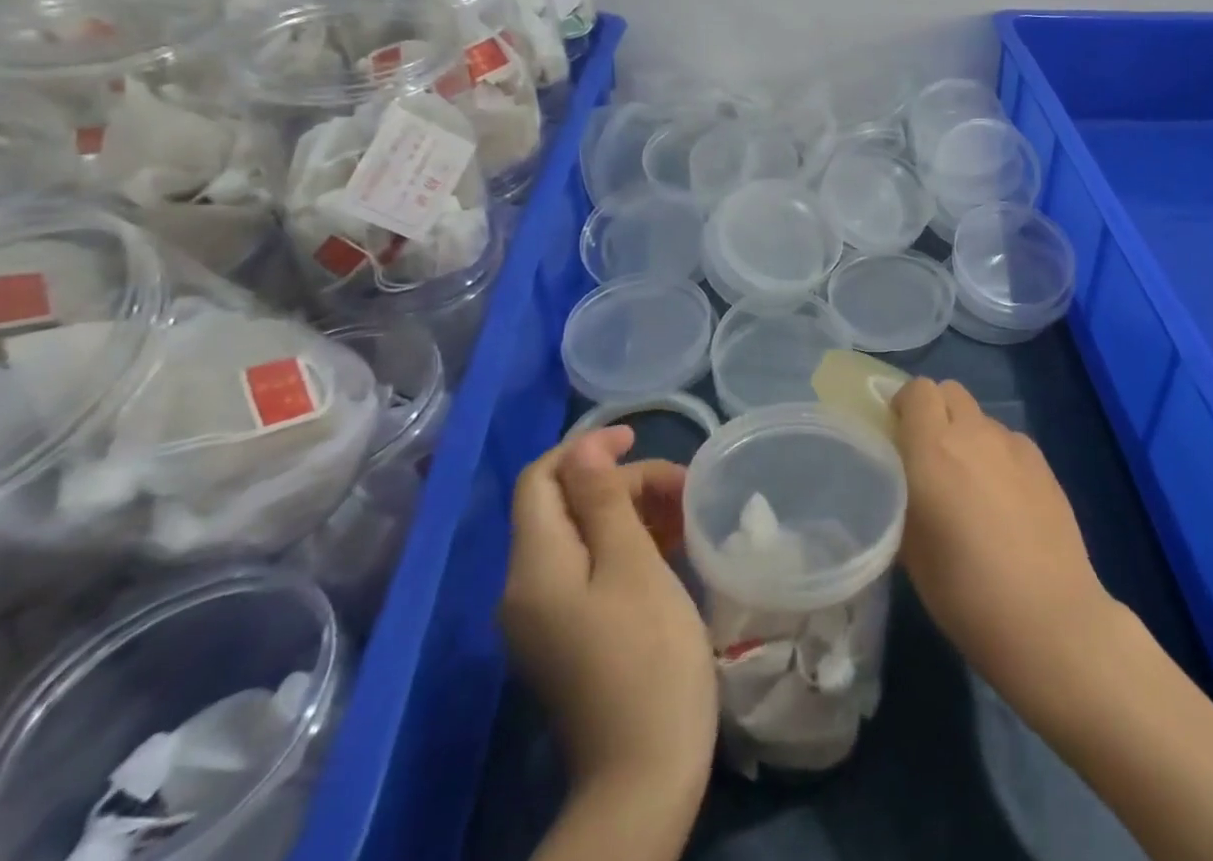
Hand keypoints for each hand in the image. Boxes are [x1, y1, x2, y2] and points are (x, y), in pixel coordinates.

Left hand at [501, 427, 716, 803]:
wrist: (644, 775)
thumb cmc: (647, 655)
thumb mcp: (631, 565)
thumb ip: (603, 501)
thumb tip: (583, 449)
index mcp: (534, 567)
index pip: (540, 480)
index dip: (585, 449)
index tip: (638, 437)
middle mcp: (526, 588)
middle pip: (565, 506)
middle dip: (621, 484)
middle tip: (682, 487)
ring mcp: (546, 617)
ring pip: (583, 536)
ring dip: (630, 512)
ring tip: (685, 513)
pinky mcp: (570, 636)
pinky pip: (591, 569)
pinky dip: (627, 547)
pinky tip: (671, 547)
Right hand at [890, 378, 1123, 710]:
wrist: (1049, 619)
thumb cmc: (966, 593)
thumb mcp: (910, 550)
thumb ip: (900, 497)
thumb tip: (899, 479)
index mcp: (932, 448)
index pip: (917, 390)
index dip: (905, 406)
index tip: (897, 435)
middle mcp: (973, 433)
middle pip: (949, 391)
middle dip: (934, 412)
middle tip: (928, 456)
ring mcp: (1013, 444)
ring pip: (980, 417)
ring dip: (967, 435)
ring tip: (969, 485)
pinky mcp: (1043, 462)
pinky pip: (1008, 440)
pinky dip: (997, 455)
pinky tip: (1003, 500)